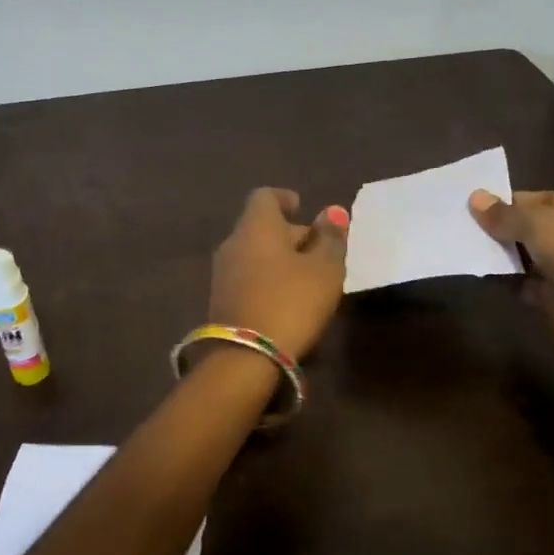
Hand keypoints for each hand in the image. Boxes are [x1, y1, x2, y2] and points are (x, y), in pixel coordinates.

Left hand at [208, 188, 348, 358]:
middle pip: (261, 227)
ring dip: (279, 260)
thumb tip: (332, 211)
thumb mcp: (324, 270)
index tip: (302, 207)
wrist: (244, 358)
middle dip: (289, 234)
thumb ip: (330, 239)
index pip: (266, 197)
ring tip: (308, 278)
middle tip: (318, 250)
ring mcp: (222, 274)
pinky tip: (288, 299)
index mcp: (257, 226)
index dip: (285, 199)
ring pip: (255, 254)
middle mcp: (233, 243)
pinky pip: (248, 278)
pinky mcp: (221, 302)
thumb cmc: (291, 302)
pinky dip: (268, 280)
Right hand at [469, 189, 553, 365]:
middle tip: (473, 226)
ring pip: (535, 257)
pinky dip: (511, 280)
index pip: (551, 199)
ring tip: (473, 247)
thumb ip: (505, 213)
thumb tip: (474, 198)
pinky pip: (531, 284)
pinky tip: (485, 272)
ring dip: (507, 254)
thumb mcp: (538, 223)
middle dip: (509, 229)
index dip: (517, 202)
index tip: (483, 205)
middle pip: (542, 229)